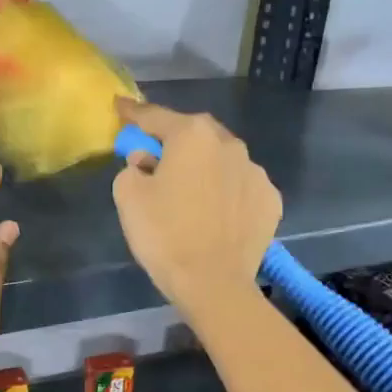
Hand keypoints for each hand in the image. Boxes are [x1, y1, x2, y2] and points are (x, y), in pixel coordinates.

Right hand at [111, 98, 279, 321]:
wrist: (214, 284)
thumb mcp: (128, 197)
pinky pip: (240, 187)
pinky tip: (216, 214)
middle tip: (157, 159)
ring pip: (222, 160)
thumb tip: (148, 162)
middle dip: (175, 141)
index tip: (120, 107)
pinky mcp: (271, 200)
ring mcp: (256, 172)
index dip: (133, 113)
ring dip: (205, 168)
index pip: (155, 116)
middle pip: (195, 134)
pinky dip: (226, 193)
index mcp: (192, 136)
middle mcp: (230, 144)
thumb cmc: (165, 235)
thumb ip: (132, 167)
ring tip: (191, 193)